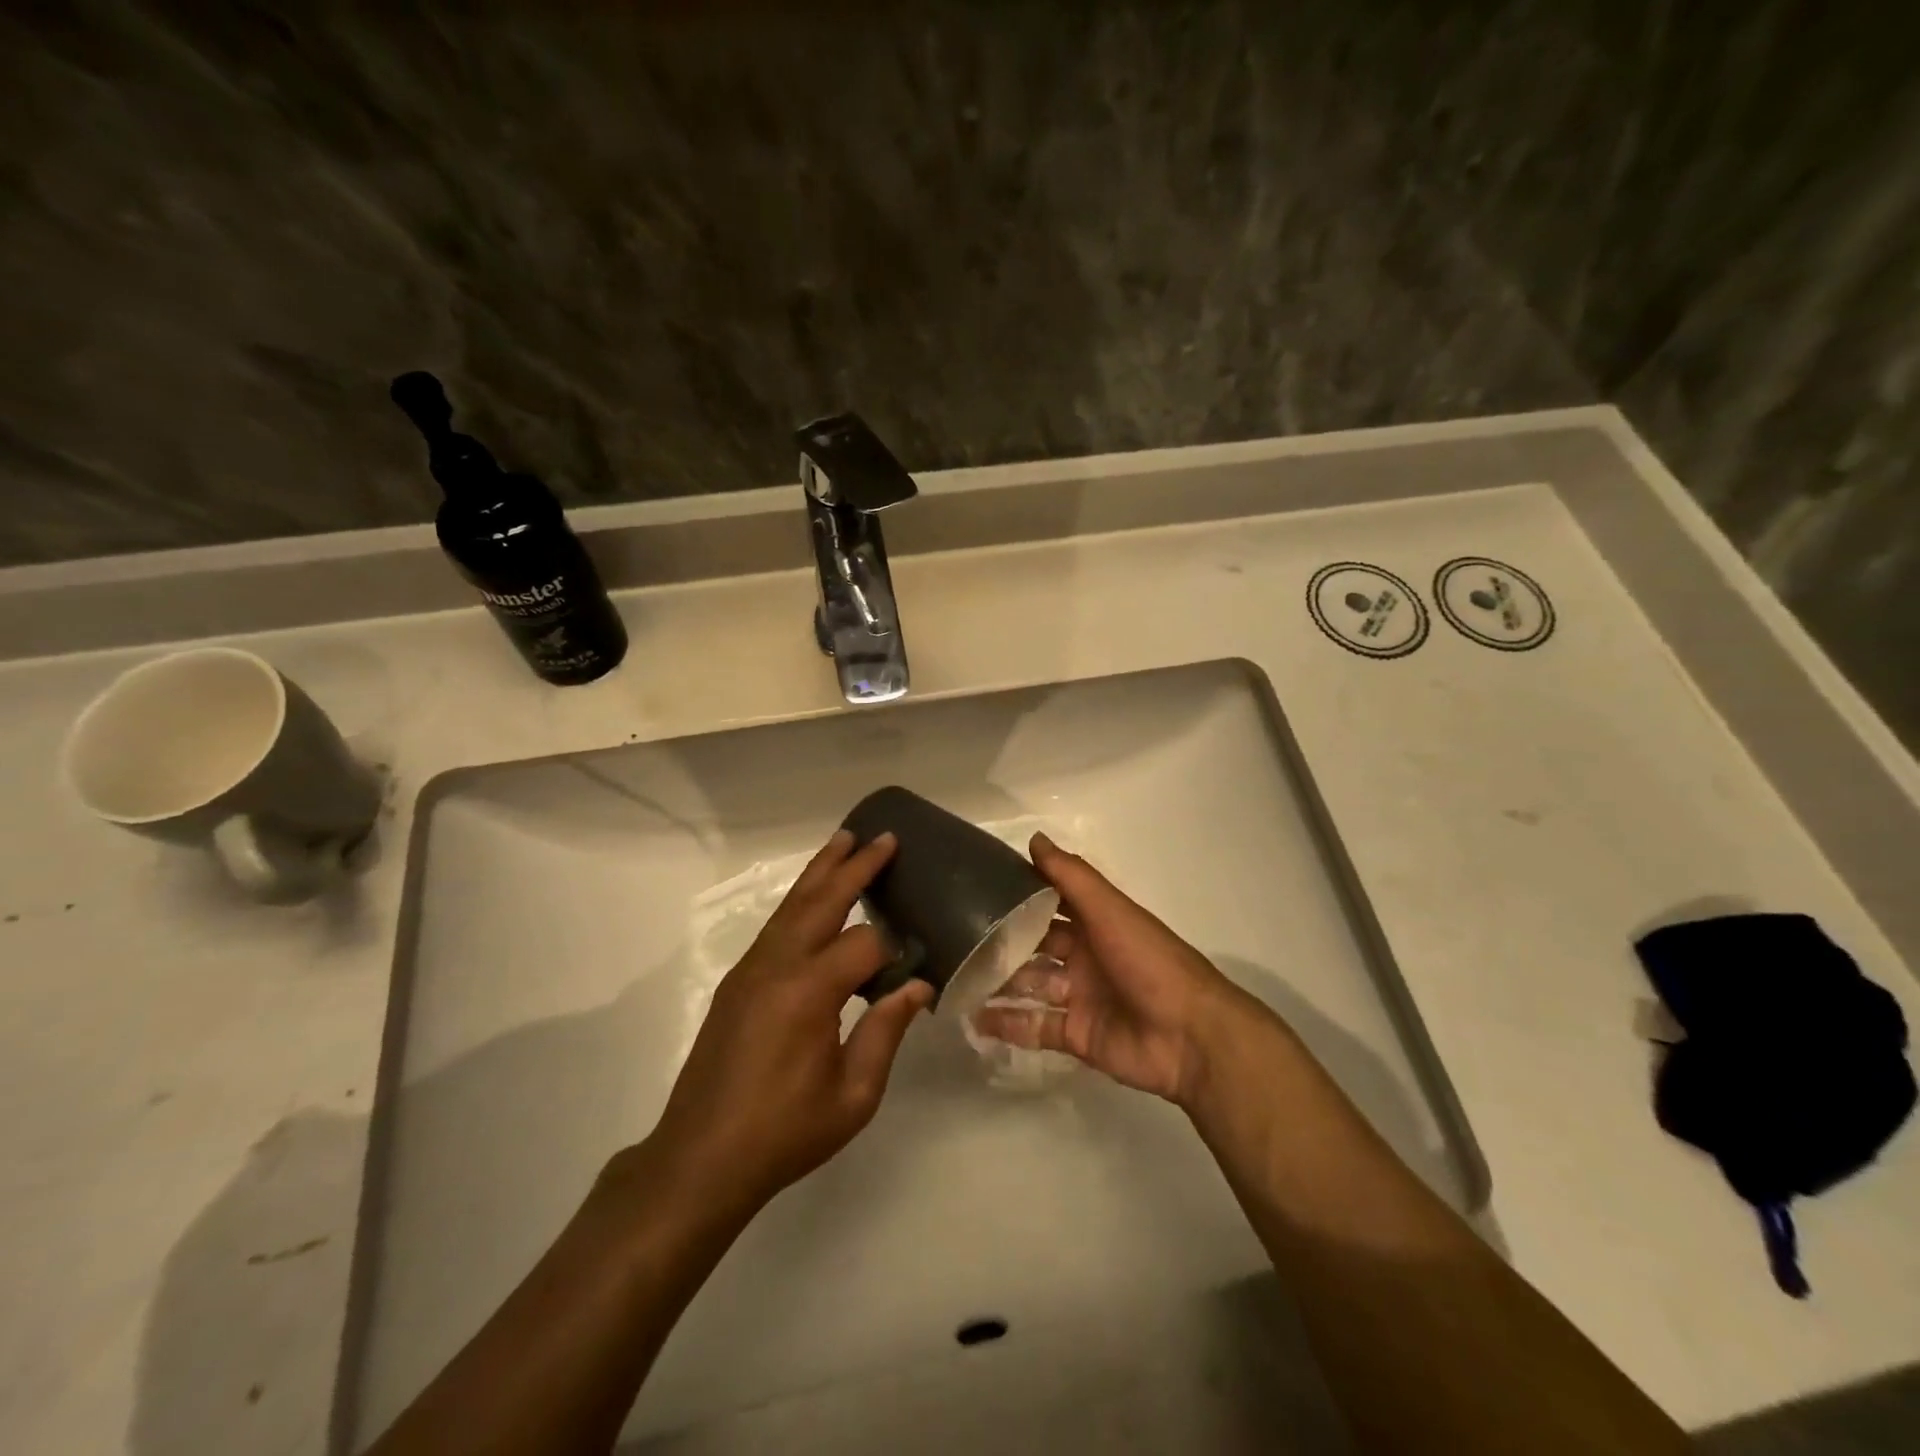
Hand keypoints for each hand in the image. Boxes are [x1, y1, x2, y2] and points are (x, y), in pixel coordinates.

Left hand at [641, 829, 931, 1217]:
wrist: (700, 1159)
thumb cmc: (784, 1133)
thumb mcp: (853, 1095)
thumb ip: (886, 1032)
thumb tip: (918, 986)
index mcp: (809, 992)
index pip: (865, 945)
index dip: (894, 952)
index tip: (915, 969)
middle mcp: (777, 966)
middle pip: (822, 900)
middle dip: (855, 866)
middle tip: (883, 838)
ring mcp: (751, 969)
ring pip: (792, 905)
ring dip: (821, 871)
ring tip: (845, 842)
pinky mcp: (736, 981)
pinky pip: (775, 926)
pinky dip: (799, 900)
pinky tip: (813, 898)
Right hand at [972, 833, 1239, 1106]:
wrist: (1190, 1036)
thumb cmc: (1149, 961)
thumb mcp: (1110, 910)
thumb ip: (1071, 877)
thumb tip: (1034, 838)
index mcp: (1095, 923)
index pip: (1050, 903)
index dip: (1019, 895)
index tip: (977, 886)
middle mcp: (1084, 956)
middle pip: (1035, 946)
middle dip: (1002, 942)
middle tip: (955, 937)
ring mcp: (1078, 997)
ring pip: (1029, 986)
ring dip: (998, 983)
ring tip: (955, 977)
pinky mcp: (1075, 1035)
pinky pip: (1034, 1026)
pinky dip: (1006, 1024)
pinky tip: (973, 1019)